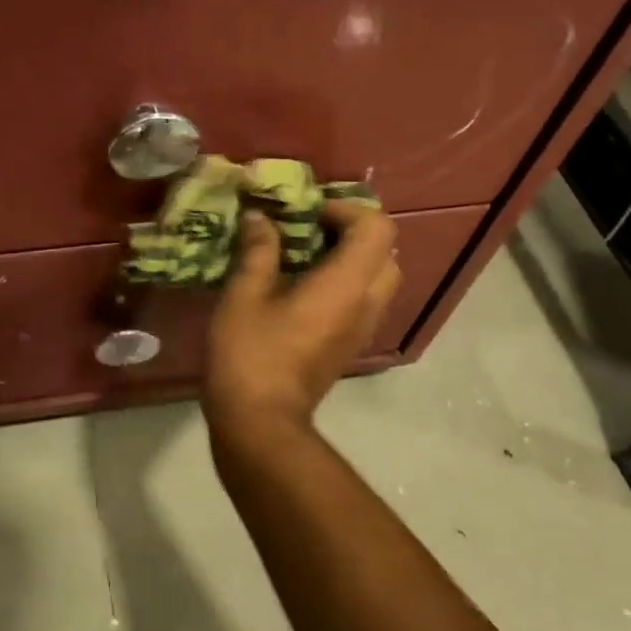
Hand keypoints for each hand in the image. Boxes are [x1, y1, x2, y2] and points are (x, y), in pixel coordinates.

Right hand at [204, 201, 400, 442]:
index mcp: (346, 285)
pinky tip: (303, 288)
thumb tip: (259, 218)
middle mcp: (366, 303)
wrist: (259, 421)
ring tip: (306, 256)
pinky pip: (364, 300)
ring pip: (379, 278)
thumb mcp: (244, 294)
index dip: (347, 209)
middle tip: (312, 230)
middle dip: (353, 231)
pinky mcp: (350, 346)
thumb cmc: (250, 353)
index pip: (376, 228)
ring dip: (351, 257)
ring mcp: (362, 328)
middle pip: (386, 251)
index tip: (309, 213)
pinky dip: (346, 282)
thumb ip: (258, 250)